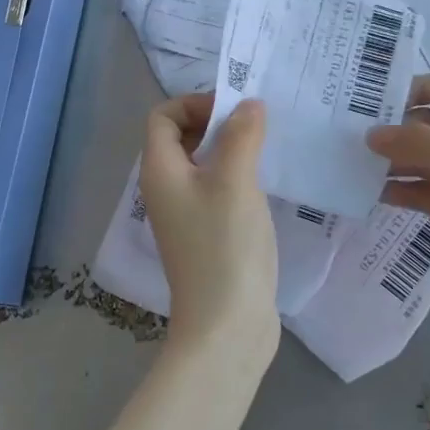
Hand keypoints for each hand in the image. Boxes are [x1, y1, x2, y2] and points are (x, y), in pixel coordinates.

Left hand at [139, 94, 280, 355]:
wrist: (226, 326)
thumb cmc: (225, 245)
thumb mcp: (235, 180)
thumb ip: (241, 135)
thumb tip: (248, 104)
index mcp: (160, 170)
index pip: (163, 116)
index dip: (194, 103)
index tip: (235, 110)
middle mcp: (166, 189)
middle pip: (181, 138)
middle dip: (216, 122)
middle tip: (258, 123)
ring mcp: (186, 215)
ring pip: (203, 164)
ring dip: (231, 149)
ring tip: (268, 147)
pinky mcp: (207, 234)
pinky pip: (217, 189)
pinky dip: (237, 176)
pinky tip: (268, 182)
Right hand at [367, 72, 429, 321]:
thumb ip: (425, 143)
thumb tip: (370, 135)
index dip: (414, 89)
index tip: (373, 101)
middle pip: (429, 124)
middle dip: (394, 129)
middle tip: (346, 136)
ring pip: (423, 161)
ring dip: (392, 162)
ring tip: (351, 166)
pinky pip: (425, 195)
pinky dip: (401, 192)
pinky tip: (372, 194)